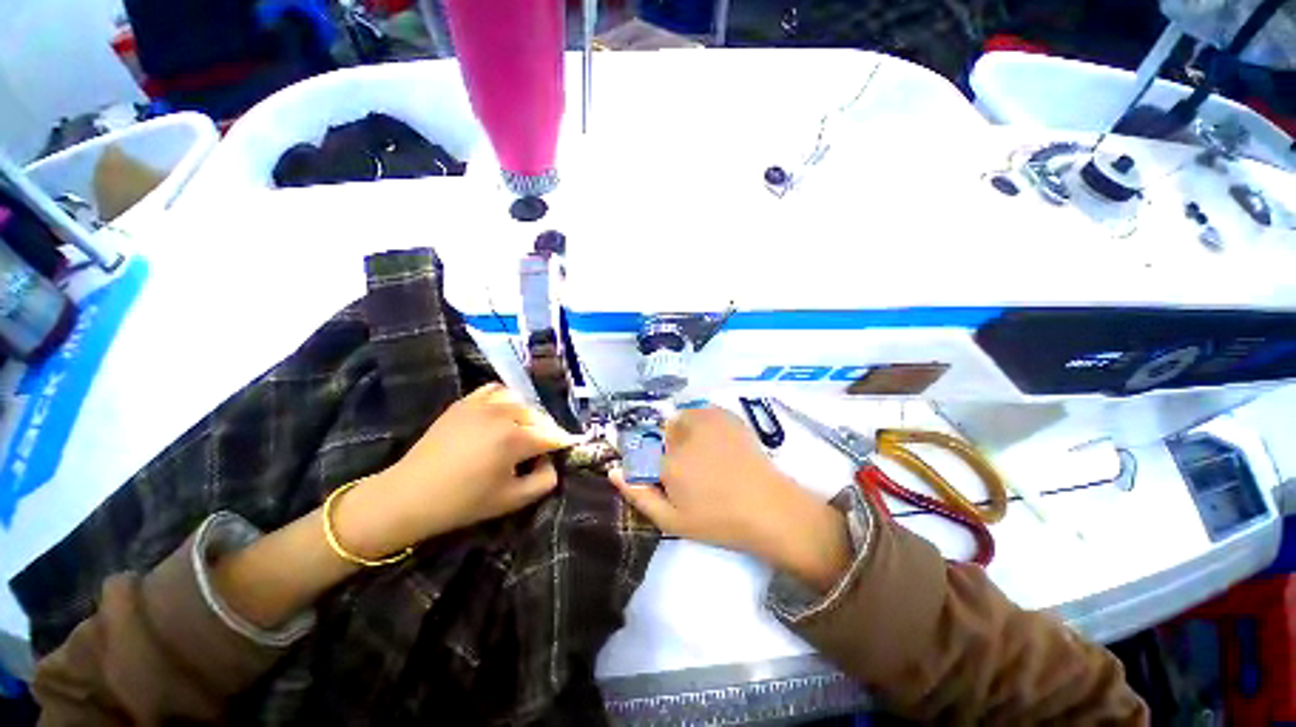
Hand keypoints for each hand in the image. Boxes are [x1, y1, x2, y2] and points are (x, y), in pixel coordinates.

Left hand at [336, 383, 578, 557]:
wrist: (409, 495)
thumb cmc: (463, 502)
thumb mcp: (512, 500)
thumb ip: (545, 480)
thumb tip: (551, 462)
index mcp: (516, 438)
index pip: (554, 436)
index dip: (564, 445)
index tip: (567, 451)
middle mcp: (504, 414)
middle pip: (539, 416)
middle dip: (546, 431)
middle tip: (542, 449)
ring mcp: (482, 404)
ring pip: (520, 400)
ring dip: (528, 414)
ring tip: (522, 430)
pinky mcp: (465, 402)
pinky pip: (495, 390)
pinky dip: (506, 399)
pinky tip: (502, 414)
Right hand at [611, 406, 851, 589]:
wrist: (769, 507)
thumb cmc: (718, 521)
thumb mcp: (672, 520)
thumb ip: (639, 494)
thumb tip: (613, 471)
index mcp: (668, 462)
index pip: (639, 450)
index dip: (648, 463)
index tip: (663, 476)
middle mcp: (683, 434)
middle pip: (660, 432)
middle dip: (667, 448)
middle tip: (689, 471)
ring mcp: (706, 420)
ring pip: (680, 419)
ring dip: (684, 433)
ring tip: (704, 457)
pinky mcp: (725, 416)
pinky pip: (701, 413)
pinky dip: (702, 424)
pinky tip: (718, 445)